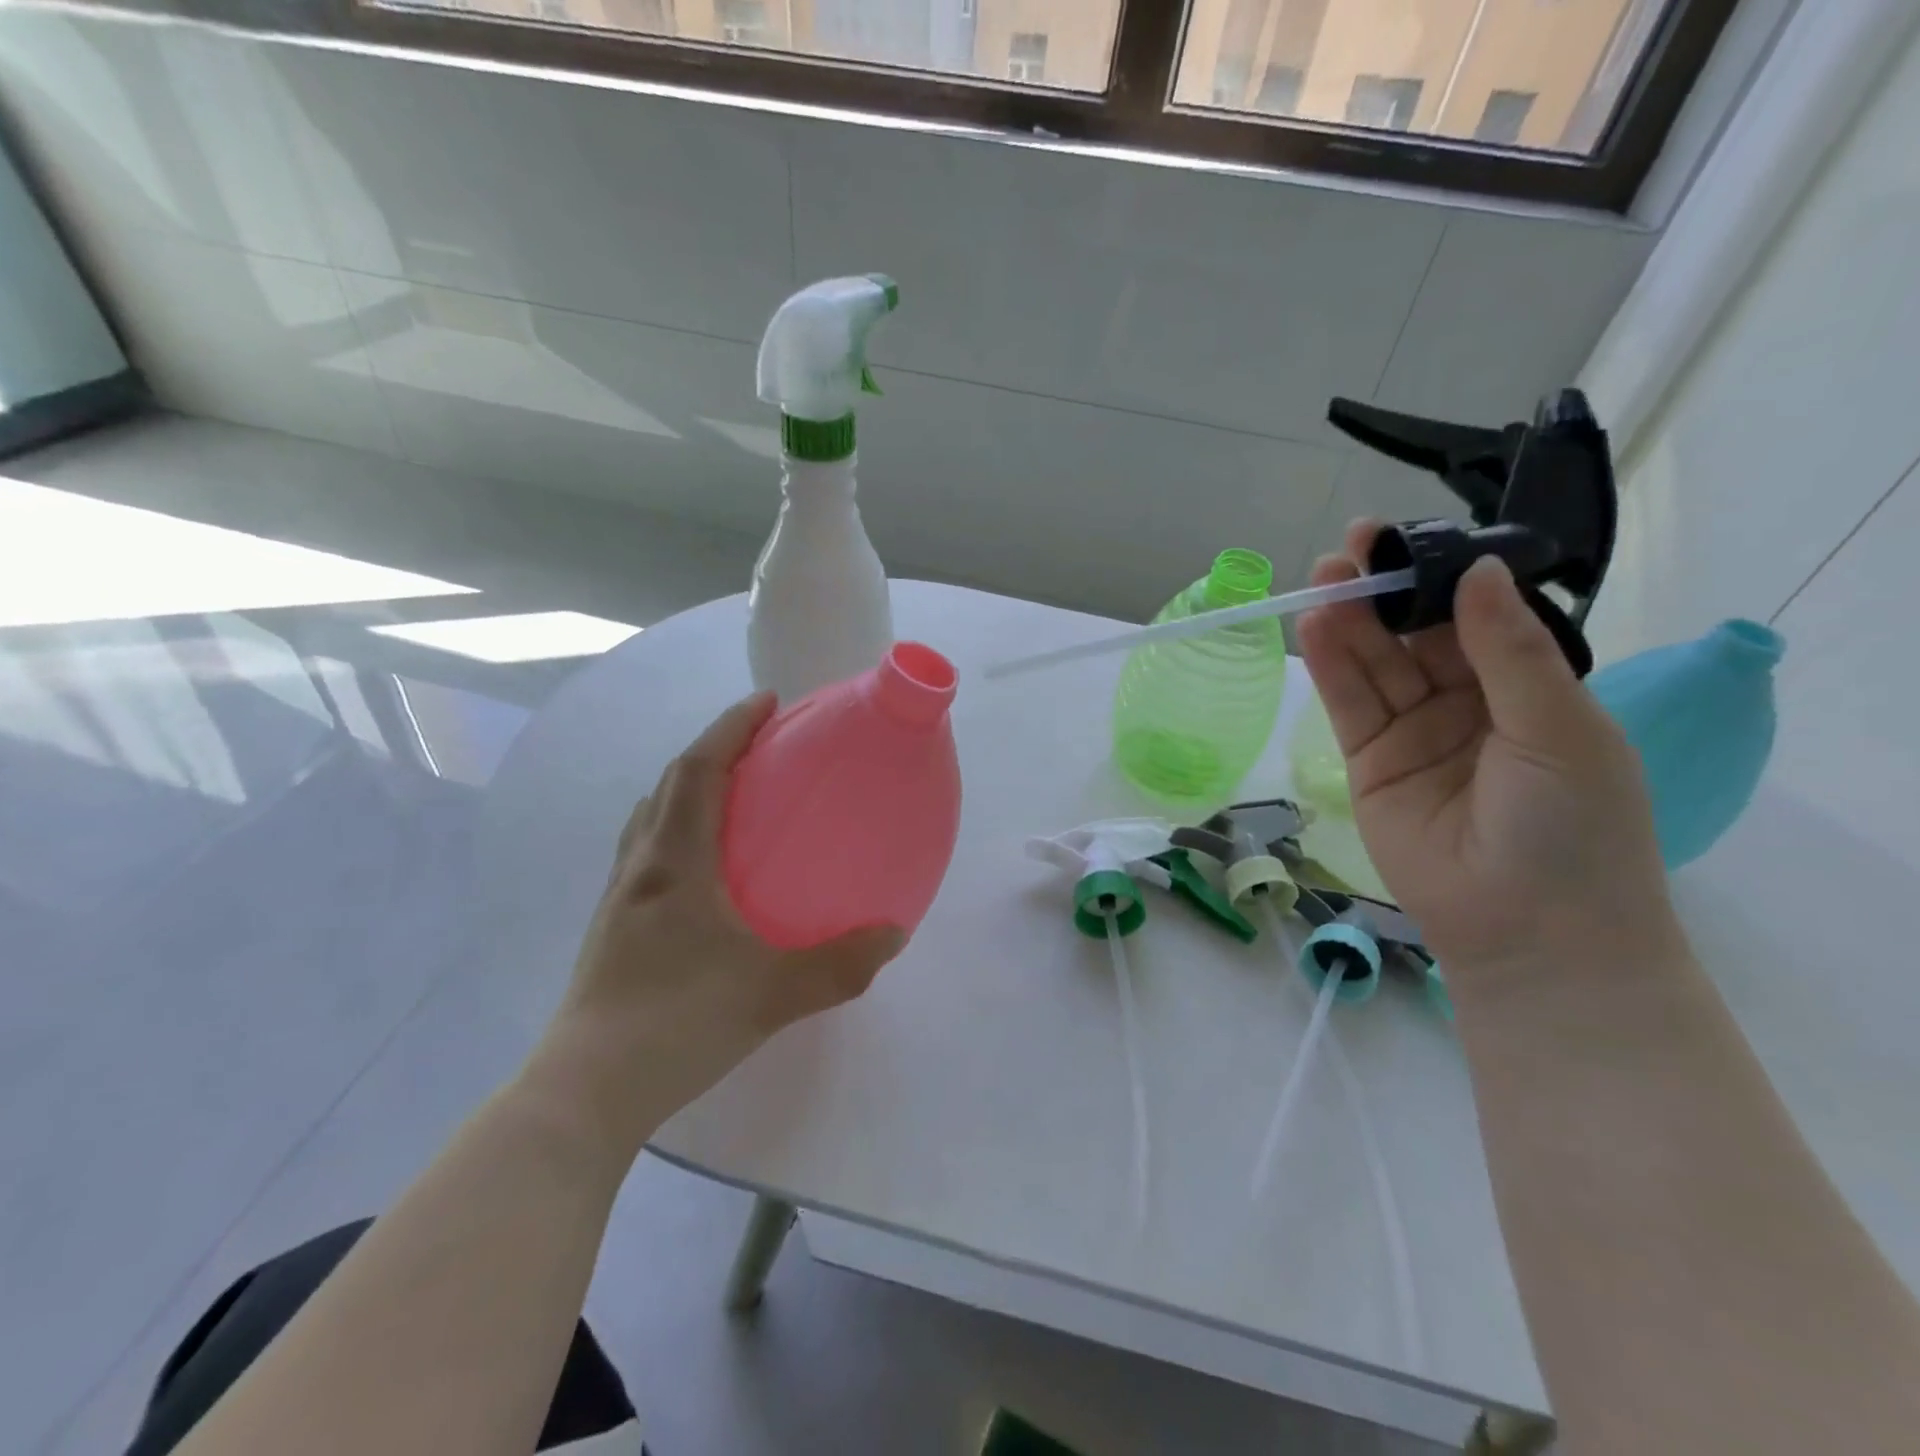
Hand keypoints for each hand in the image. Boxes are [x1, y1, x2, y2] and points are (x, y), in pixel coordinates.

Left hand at [524, 693, 905, 1157]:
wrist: (586, 1093)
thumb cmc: (676, 1024)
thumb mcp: (772, 994)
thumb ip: (841, 964)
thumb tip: (895, 933)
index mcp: (675, 863)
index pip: (699, 771)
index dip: (731, 728)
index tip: (767, 701)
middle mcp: (642, 868)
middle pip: (670, 785)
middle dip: (713, 749)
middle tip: (759, 744)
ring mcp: (620, 899)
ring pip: (652, 818)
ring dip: (688, 788)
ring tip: (731, 792)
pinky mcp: (613, 930)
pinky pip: (646, 853)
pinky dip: (675, 831)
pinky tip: (702, 867)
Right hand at [1295, 522, 1677, 982]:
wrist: (1529, 933)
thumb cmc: (1572, 827)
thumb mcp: (1558, 728)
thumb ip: (1509, 651)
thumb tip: (1478, 571)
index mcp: (1527, 687)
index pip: (1474, 616)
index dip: (1440, 576)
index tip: (1406, 538)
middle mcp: (1466, 701)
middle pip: (1414, 634)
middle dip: (1384, 592)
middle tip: (1349, 551)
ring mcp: (1413, 731)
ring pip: (1375, 663)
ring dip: (1349, 622)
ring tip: (1323, 580)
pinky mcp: (1368, 760)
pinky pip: (1349, 703)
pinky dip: (1330, 666)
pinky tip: (1315, 629)